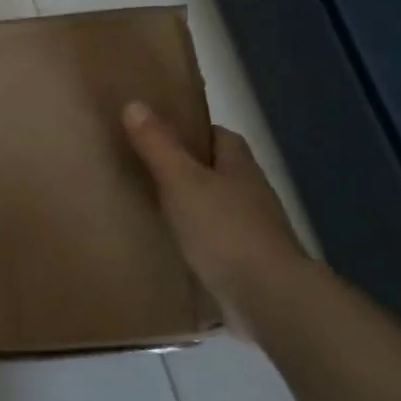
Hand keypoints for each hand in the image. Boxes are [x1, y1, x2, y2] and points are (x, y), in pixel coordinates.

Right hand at [123, 101, 306, 337]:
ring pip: (216, 210)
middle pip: (219, 173)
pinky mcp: (245, 266)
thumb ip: (158, 146)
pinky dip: (195, 245)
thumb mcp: (182, 181)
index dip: (194, 133)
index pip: (221, 137)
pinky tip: (170, 252)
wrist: (266, 296)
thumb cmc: (224, 230)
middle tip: (145, 172)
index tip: (160, 135)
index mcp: (240, 168)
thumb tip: (134, 103)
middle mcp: (251, 196)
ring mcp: (251, 234)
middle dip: (188, 171)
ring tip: (151, 211)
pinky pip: (214, 246)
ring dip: (191, 209)